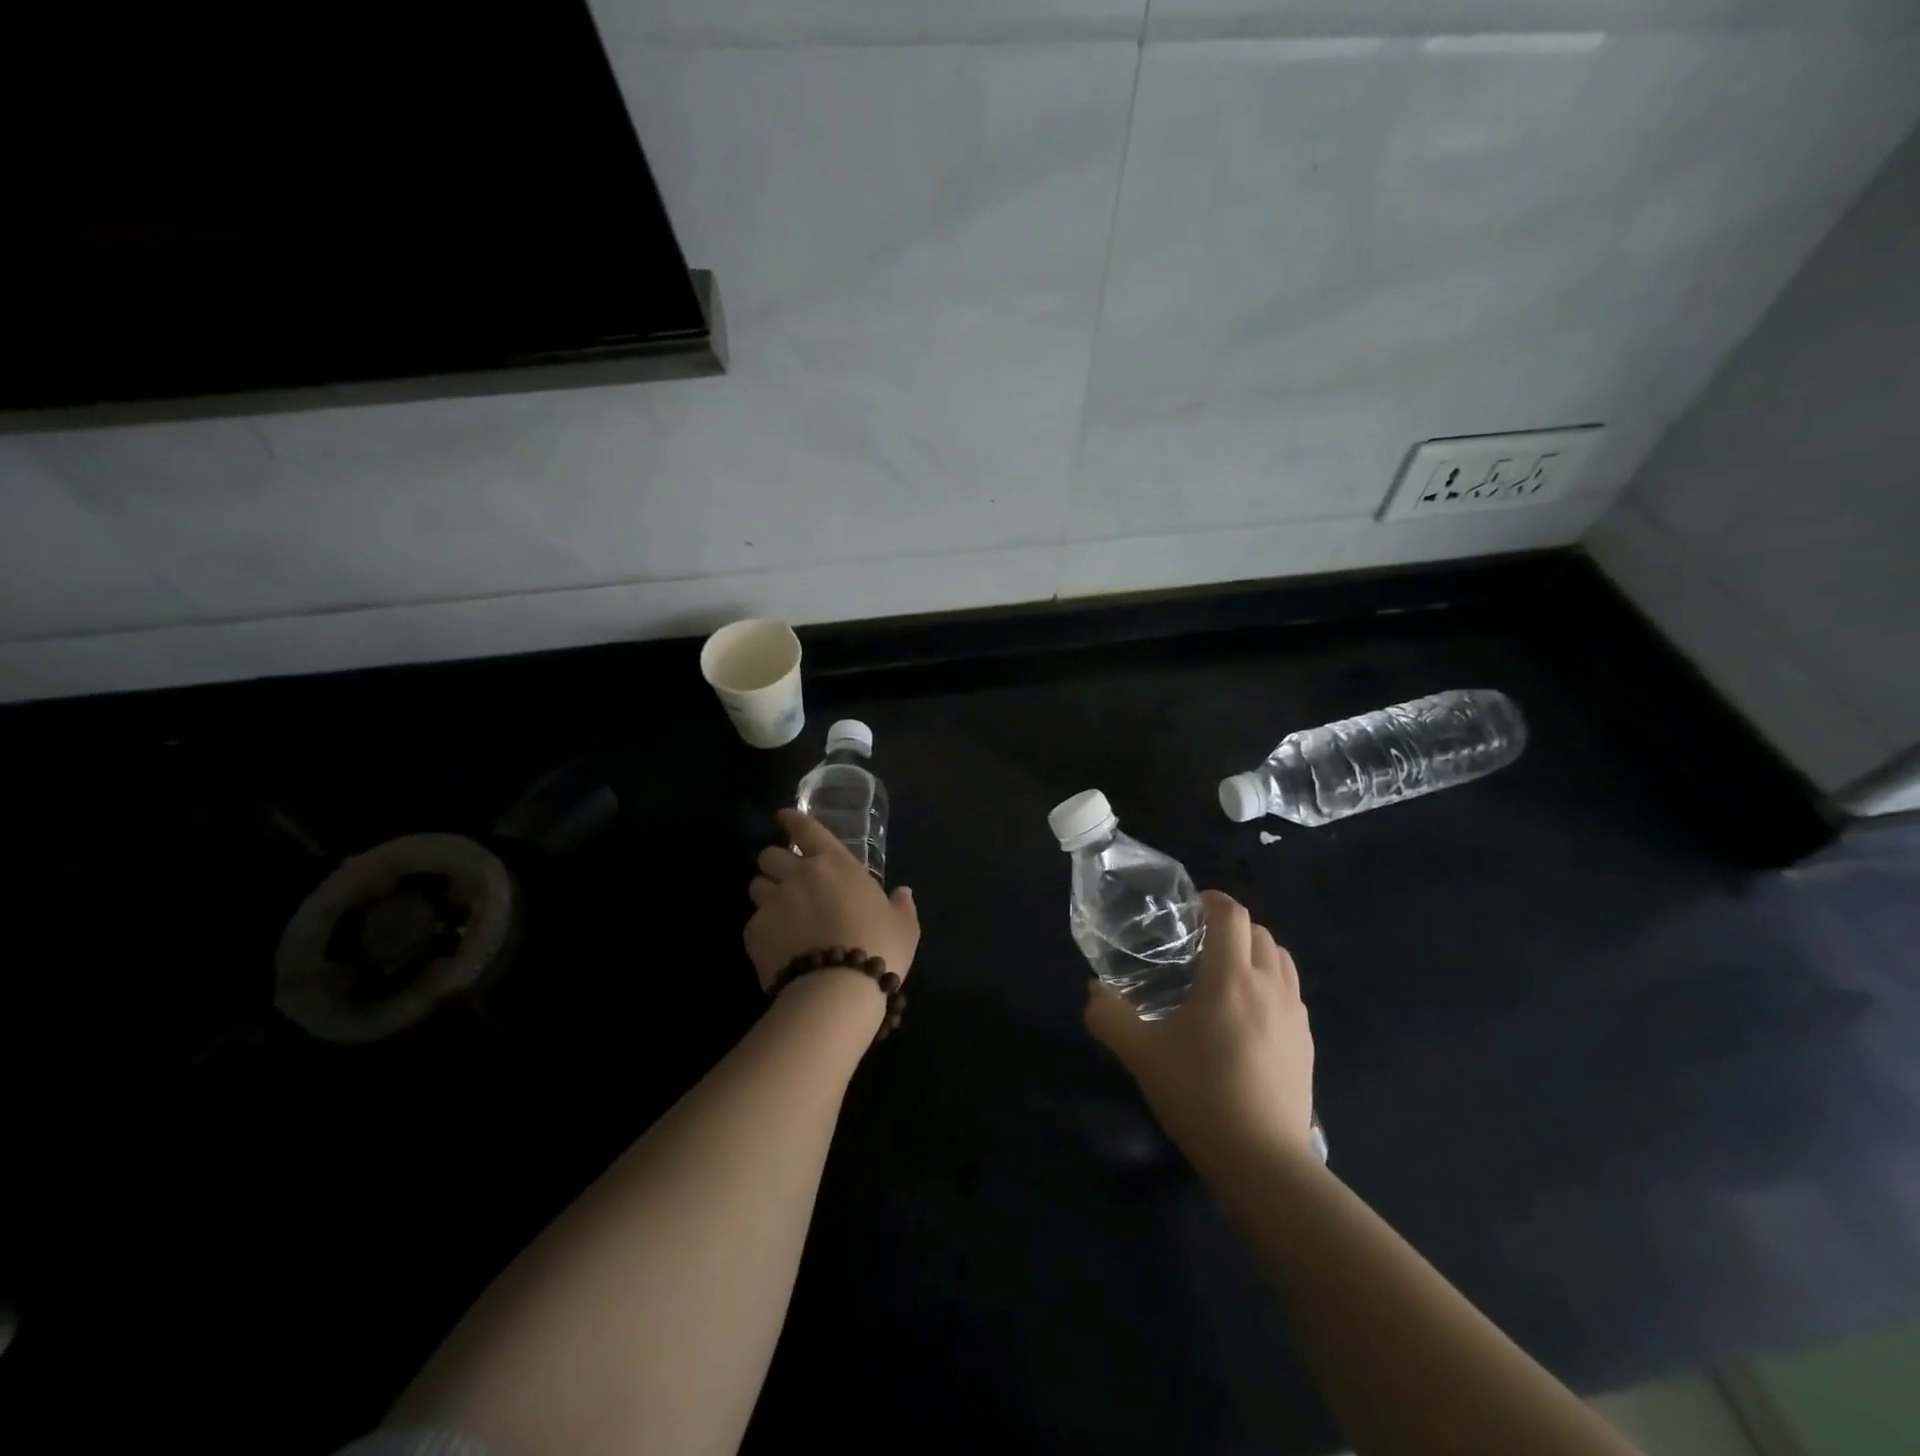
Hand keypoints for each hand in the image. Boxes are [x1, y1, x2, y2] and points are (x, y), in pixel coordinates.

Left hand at [745, 809, 919, 993]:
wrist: (837, 989)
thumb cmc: (878, 947)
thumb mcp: (904, 926)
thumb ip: (901, 905)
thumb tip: (903, 893)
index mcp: (836, 864)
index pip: (806, 829)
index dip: (793, 820)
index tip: (784, 817)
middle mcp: (799, 875)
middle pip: (770, 855)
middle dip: (775, 862)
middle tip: (785, 876)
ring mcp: (773, 902)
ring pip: (756, 884)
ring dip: (766, 891)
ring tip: (777, 909)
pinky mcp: (754, 931)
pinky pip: (753, 921)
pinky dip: (763, 928)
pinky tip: (777, 945)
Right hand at [1084, 890, 1314, 1162]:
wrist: (1263, 1161)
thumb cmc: (1199, 1094)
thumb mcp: (1141, 1054)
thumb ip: (1109, 1017)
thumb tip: (1093, 992)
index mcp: (1231, 978)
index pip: (1233, 915)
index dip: (1214, 901)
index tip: (1191, 908)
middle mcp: (1269, 986)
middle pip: (1261, 933)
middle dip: (1233, 927)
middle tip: (1201, 945)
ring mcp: (1294, 1015)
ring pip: (1282, 961)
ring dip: (1257, 953)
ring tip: (1227, 975)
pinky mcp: (1307, 1044)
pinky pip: (1291, 994)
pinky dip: (1272, 985)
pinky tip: (1248, 1017)